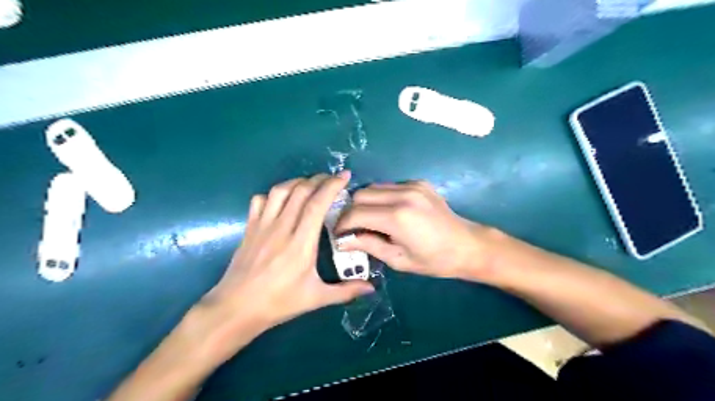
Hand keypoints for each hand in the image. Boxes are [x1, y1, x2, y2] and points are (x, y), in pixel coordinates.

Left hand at [204, 172, 373, 340]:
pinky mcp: (250, 228)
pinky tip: (282, 200)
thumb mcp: (315, 298)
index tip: (344, 176)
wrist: (236, 308)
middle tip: (332, 179)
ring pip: (280, 191)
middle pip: (300, 191)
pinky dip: (273, 194)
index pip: (317, 205)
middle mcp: (281, 228)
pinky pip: (260, 200)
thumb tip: (371, 288)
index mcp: (300, 244)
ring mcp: (262, 226)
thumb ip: (345, 291)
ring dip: (298, 182)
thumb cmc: (278, 303)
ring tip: (311, 185)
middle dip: (319, 179)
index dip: (331, 186)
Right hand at [336, 181, 492, 280]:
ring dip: (366, 203)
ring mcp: (412, 185)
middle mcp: (403, 195)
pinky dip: (382, 197)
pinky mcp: (419, 183)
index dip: (342, 224)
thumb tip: (342, 241)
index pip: (356, 213)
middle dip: (352, 211)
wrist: (467, 246)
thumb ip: (368, 245)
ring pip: (374, 187)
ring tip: (370, 220)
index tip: (339, 234)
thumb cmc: (434, 260)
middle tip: (353, 228)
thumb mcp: (398, 259)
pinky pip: (390, 186)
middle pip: (361, 194)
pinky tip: (389, 212)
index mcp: (398, 217)